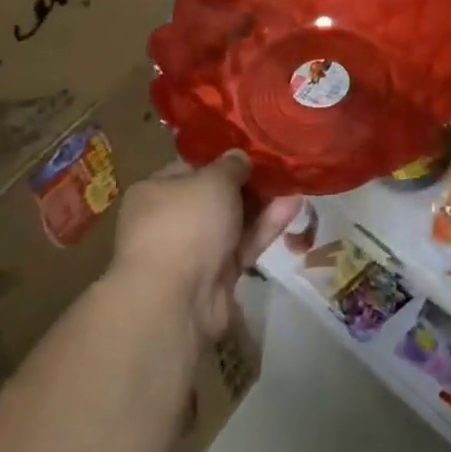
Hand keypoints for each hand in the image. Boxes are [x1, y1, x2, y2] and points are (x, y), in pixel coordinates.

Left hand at [111, 152, 301, 342]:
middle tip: (280, 167)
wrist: (176, 301)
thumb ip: (231, 165)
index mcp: (155, 192)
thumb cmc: (186, 224)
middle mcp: (170, 220)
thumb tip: (239, 158)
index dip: (222, 158)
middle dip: (248, 183)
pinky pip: (244, 244)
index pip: (191, 168)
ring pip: (233, 221)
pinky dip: (266, 227)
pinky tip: (294, 206)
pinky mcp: (217, 276)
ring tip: (295, 183)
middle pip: (215, 196)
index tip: (253, 150)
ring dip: (263, 204)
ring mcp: (194, 251)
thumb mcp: (213, 179)